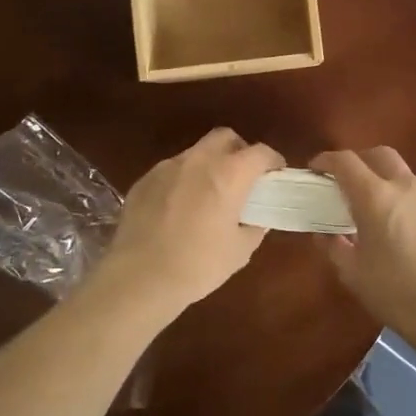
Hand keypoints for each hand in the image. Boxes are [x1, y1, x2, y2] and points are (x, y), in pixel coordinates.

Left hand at [96, 128, 284, 321]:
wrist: (139, 278)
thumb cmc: (198, 265)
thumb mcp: (240, 251)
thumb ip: (254, 226)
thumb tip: (257, 217)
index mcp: (228, 174)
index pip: (260, 152)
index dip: (273, 161)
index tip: (276, 175)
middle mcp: (199, 160)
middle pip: (225, 137)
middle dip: (239, 151)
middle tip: (243, 177)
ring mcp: (167, 167)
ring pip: (196, 152)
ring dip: (209, 165)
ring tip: (208, 194)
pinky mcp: (144, 180)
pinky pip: (172, 170)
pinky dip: (183, 180)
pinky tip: (179, 208)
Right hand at [311, 148, 415, 345]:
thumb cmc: (394, 292)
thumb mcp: (353, 273)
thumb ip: (333, 247)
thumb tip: (323, 234)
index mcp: (375, 197)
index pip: (346, 162)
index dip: (327, 160)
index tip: (317, 168)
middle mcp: (406, 188)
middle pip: (380, 155)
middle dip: (361, 161)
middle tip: (349, 181)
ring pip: (406, 178)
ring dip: (389, 185)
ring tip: (383, 213)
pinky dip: (412, 208)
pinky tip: (412, 235)